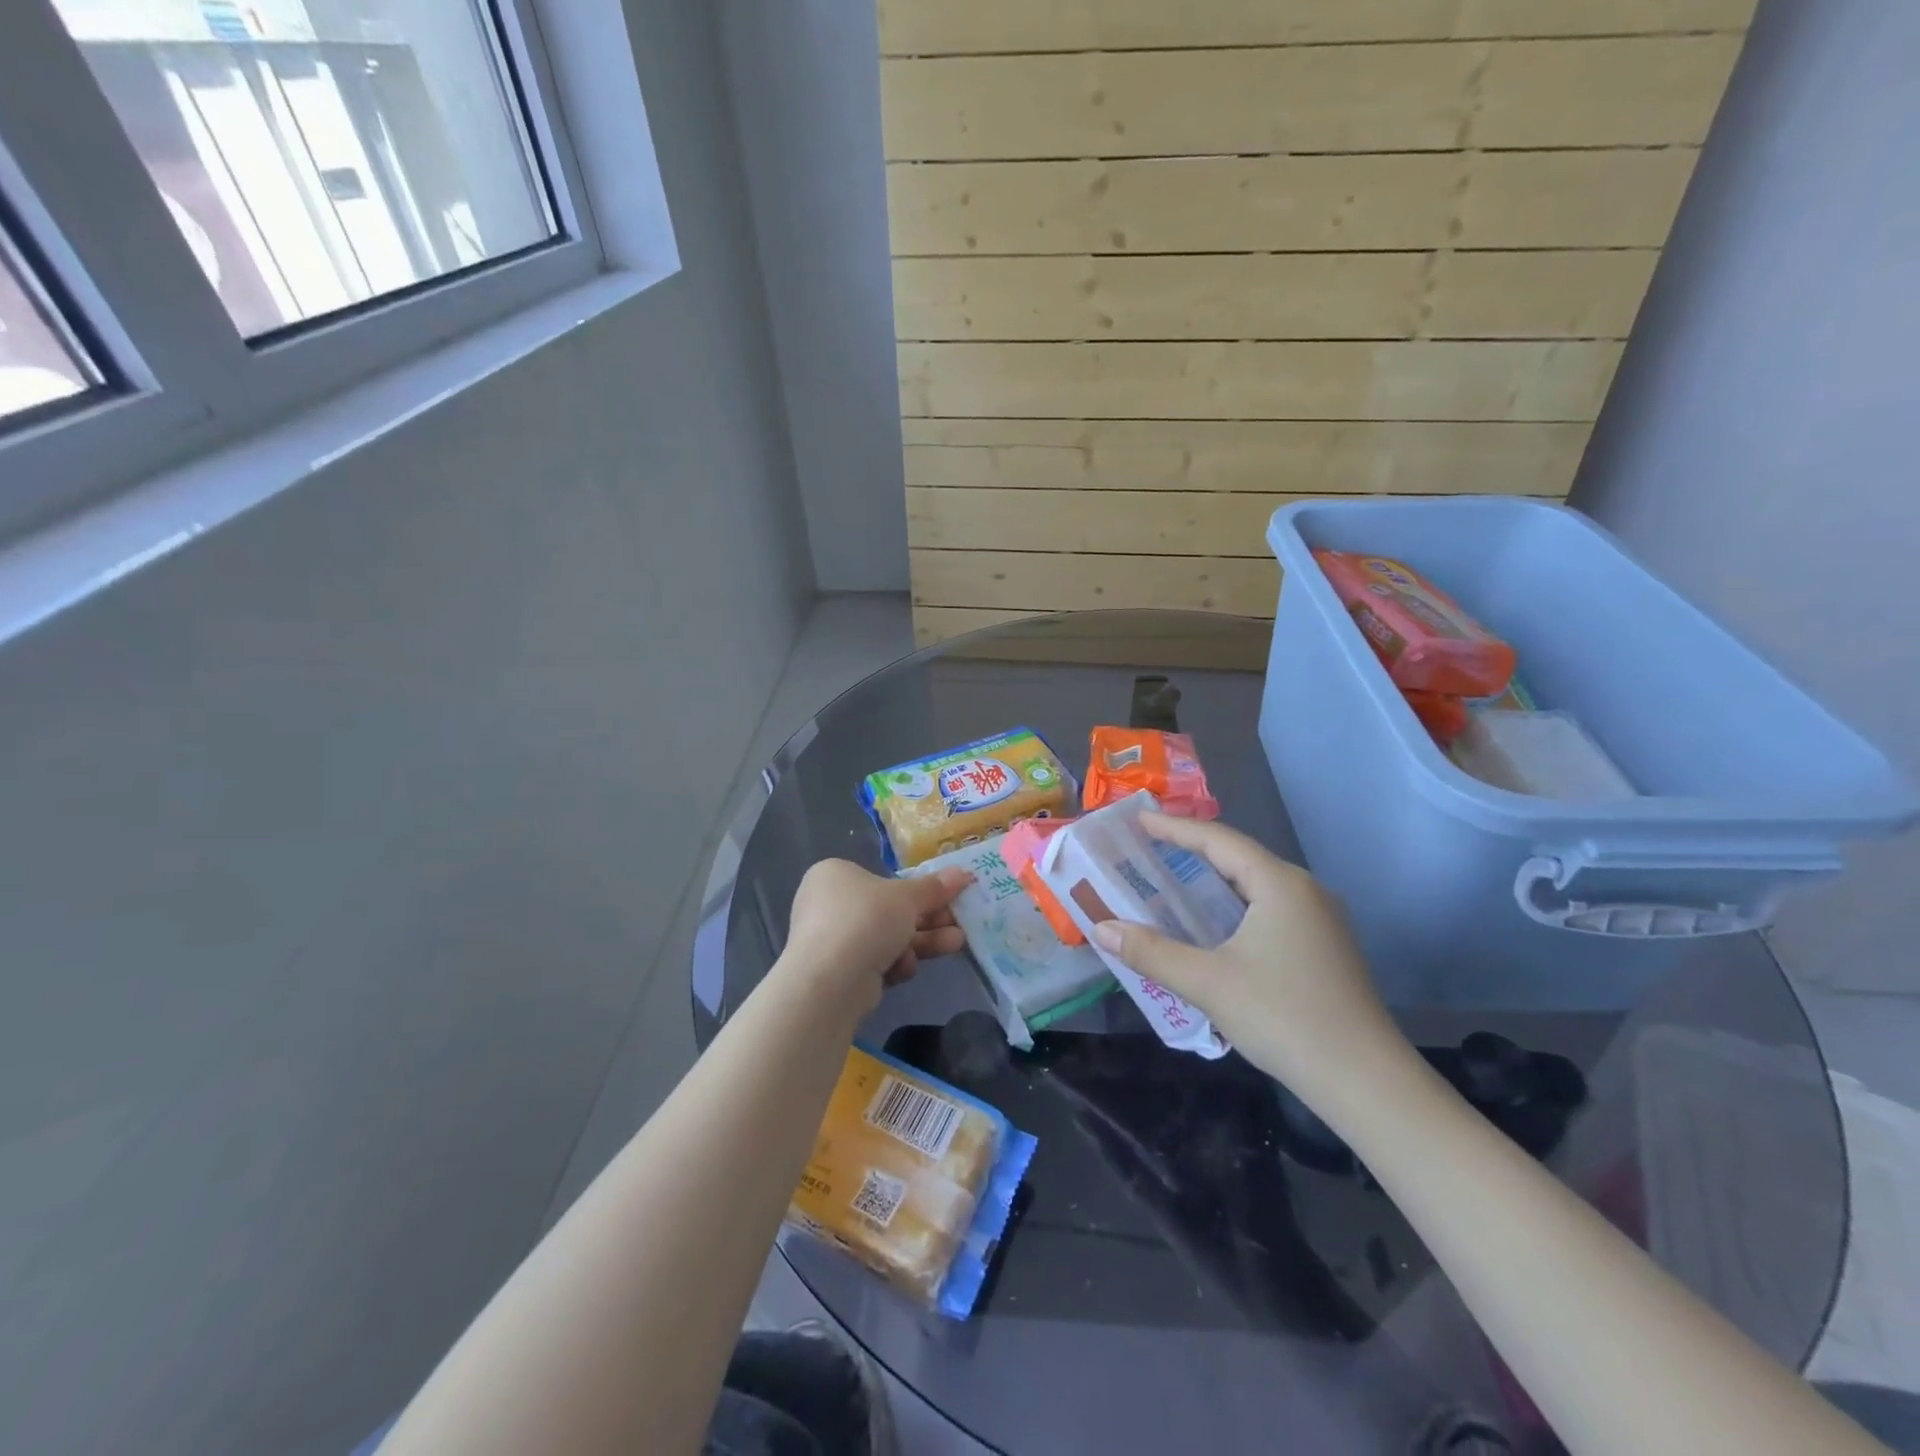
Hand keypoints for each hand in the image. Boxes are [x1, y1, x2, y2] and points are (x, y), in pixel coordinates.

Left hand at [780, 859, 970, 1012]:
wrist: (830, 981)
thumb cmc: (866, 920)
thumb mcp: (907, 898)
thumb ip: (935, 887)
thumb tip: (964, 873)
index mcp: (836, 874)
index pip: (883, 879)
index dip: (919, 889)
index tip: (949, 897)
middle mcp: (829, 904)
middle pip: (889, 910)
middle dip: (928, 919)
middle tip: (959, 922)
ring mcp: (832, 940)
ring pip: (887, 938)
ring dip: (923, 941)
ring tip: (956, 943)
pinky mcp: (838, 973)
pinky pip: (875, 962)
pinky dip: (895, 964)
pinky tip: (905, 969)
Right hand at [1088, 813, 1405, 1096]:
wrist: (1365, 1081)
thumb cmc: (1283, 1016)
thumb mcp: (1207, 982)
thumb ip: (1151, 951)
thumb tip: (1101, 929)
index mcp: (1279, 884)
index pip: (1218, 840)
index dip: (1175, 828)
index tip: (1139, 820)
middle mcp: (1304, 890)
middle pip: (1238, 857)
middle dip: (1192, 850)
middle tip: (1148, 849)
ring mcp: (1320, 919)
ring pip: (1255, 885)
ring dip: (1213, 881)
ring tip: (1172, 881)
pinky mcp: (1325, 947)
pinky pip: (1269, 908)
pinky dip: (1233, 905)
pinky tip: (1213, 925)